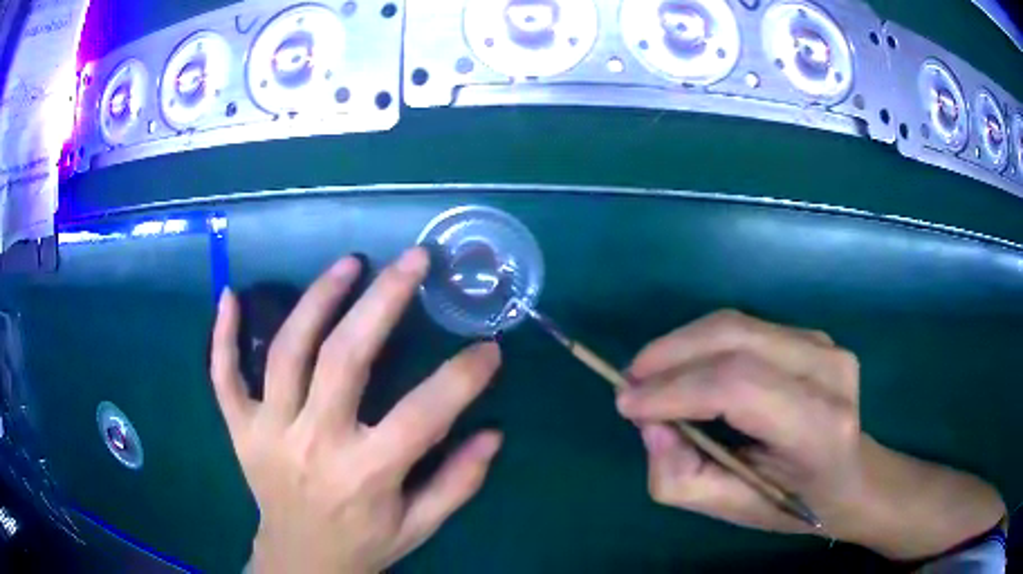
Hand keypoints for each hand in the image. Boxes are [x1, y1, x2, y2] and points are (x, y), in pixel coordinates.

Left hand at [210, 248, 502, 573]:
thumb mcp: (419, 526)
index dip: (461, 377)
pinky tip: (230, 294)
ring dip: (317, 299)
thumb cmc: (364, 543)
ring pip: (286, 352)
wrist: (300, 561)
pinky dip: (222, 335)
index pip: (422, 415)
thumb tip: (493, 432)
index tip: (488, 346)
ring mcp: (268, 432)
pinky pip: (223, 376)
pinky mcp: (240, 429)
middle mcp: (314, 444)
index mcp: (366, 475)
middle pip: (344, 359)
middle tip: (413, 260)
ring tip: (350, 263)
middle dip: (383, 301)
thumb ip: (457, 482)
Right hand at [616, 310, 1004, 559]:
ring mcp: (826, 345)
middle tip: (629, 382)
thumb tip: (649, 423)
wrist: (853, 477)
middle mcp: (829, 373)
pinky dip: (704, 343)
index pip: (739, 387)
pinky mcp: (815, 335)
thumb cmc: (793, 503)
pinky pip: (746, 328)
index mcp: (819, 428)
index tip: (626, 404)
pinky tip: (688, 368)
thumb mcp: (730, 509)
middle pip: (735, 338)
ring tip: (649, 374)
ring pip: (737, 324)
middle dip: (670, 355)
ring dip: (682, 345)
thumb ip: (679, 476)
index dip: (675, 389)